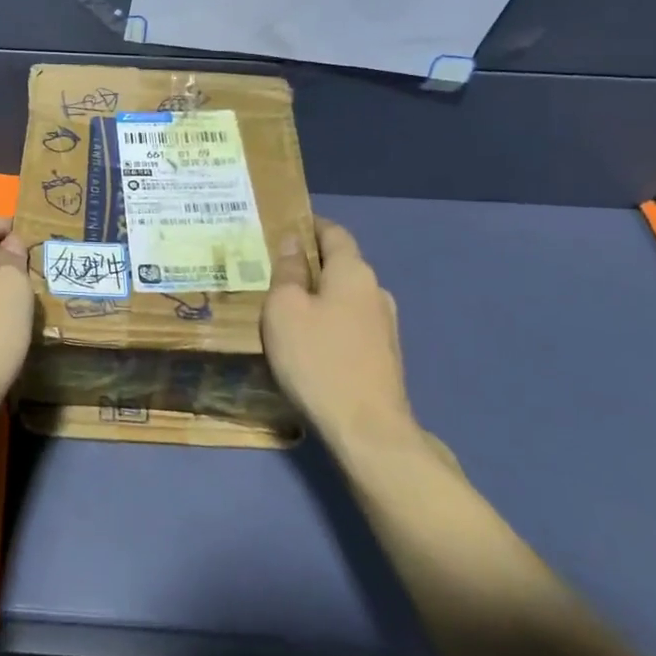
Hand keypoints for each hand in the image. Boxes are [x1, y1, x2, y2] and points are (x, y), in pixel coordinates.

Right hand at [263, 218, 415, 445]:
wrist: (367, 430)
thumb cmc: (317, 359)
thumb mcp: (285, 309)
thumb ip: (288, 271)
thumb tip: (293, 242)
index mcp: (353, 272)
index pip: (334, 232)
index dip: (309, 225)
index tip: (281, 226)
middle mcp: (375, 291)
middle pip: (340, 265)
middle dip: (309, 264)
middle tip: (271, 270)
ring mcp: (385, 326)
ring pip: (344, 297)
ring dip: (318, 296)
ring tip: (283, 307)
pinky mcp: (383, 356)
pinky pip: (349, 323)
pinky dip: (327, 321)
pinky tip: (306, 340)